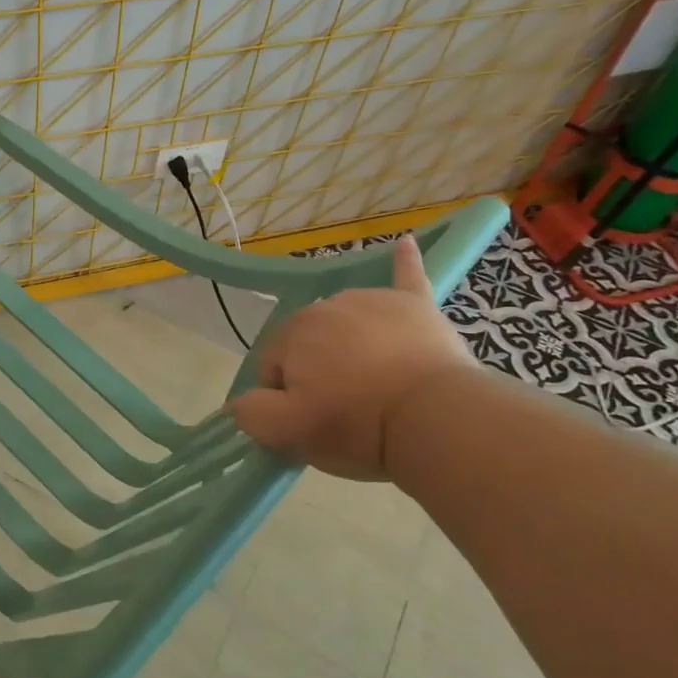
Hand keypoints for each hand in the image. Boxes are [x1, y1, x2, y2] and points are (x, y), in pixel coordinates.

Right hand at [230, 234, 473, 479]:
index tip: (311, 420)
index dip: (286, 398)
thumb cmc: (356, 425)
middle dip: (317, 371)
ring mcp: (372, 301)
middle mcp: (326, 305)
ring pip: (345, 324)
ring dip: (348, 345)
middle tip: (343, 408)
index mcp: (292, 333)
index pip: (273, 367)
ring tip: (374, 382)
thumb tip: (243, 400)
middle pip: (308, 343)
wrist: (434, 417)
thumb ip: (250, 412)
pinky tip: (404, 244)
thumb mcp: (286, 433)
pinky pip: (406, 276)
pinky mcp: (414, 305)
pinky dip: (404, 262)